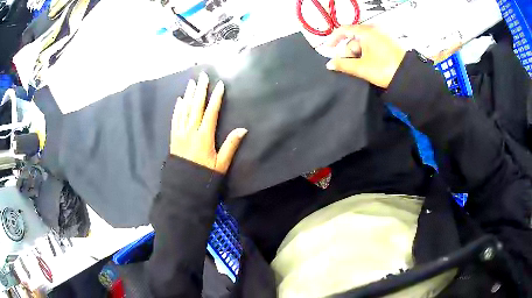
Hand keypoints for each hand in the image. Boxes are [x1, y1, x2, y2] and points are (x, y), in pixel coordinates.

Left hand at [170, 72, 247, 173]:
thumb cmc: (204, 175)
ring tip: (191, 82)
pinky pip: (175, 118)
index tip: (219, 85)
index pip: (211, 112)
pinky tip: (179, 100)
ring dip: (189, 95)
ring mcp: (180, 133)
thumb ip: (231, 145)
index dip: (216, 97)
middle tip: (203, 76)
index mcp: (204, 136)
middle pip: (196, 106)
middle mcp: (191, 131)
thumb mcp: (221, 164)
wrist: (183, 186)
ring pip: (184, 109)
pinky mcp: (174, 137)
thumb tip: (243, 129)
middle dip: (200, 90)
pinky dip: (177, 108)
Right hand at [325, 25, 405, 87]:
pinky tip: (367, 65)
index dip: (333, 39)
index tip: (328, 49)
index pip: (343, 30)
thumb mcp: (362, 68)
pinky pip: (371, 46)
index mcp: (366, 32)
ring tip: (360, 68)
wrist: (409, 77)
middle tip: (348, 66)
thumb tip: (329, 64)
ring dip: (357, 55)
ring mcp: (381, 37)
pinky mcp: (387, 44)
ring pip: (362, 44)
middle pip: (353, 39)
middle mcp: (373, 31)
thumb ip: (343, 65)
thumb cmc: (385, 69)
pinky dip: (366, 54)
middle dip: (348, 52)